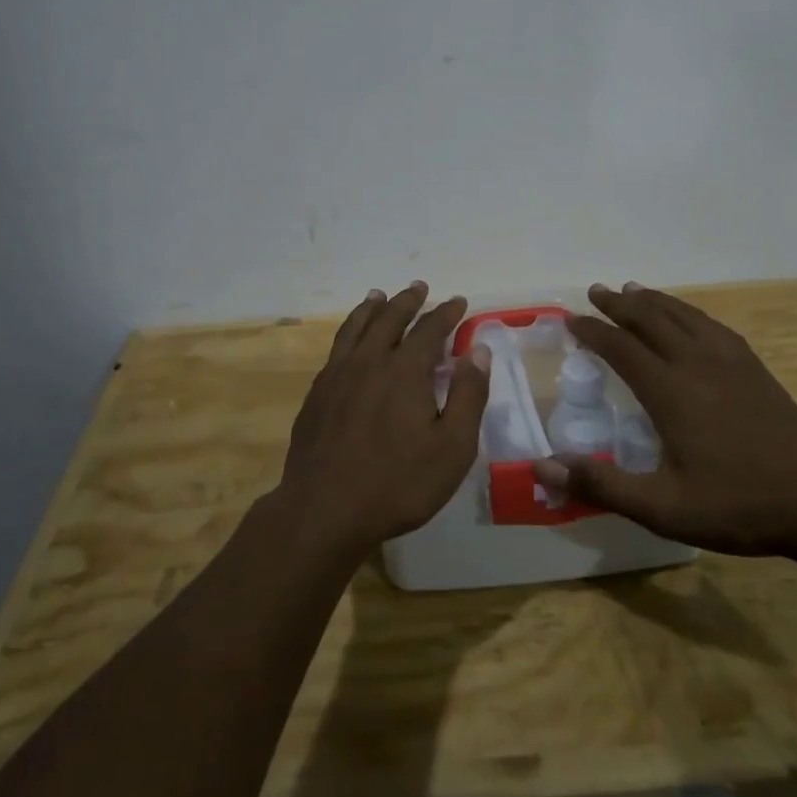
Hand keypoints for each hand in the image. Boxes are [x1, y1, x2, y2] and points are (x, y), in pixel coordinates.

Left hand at [278, 282, 490, 556]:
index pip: (430, 329)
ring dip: (371, 308)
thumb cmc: (398, 483)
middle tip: (419, 287)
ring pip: (356, 328)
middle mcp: (369, 361)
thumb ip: (469, 395)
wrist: (325, 509)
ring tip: (378, 295)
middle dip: (408, 301)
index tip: (458, 301)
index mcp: (405, 370)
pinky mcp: (317, 394)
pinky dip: (348, 332)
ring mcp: (337, 375)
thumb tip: (479, 350)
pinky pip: (336, 349)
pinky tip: (350, 341)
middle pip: (390, 319)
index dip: (446, 313)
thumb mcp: (453, 447)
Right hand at [535, 283, 796, 556]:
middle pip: (651, 320)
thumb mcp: (662, 508)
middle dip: (619, 304)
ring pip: (683, 316)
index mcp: (670, 391)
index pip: (621, 348)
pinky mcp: (755, 368)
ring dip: (653, 300)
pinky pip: (712, 325)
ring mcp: (730, 362)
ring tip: (632, 288)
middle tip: (596, 291)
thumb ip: (602, 485)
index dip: (593, 331)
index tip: (571, 319)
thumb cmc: (737, 506)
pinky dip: (689, 312)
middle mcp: (696, 364)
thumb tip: (543, 466)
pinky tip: (688, 316)